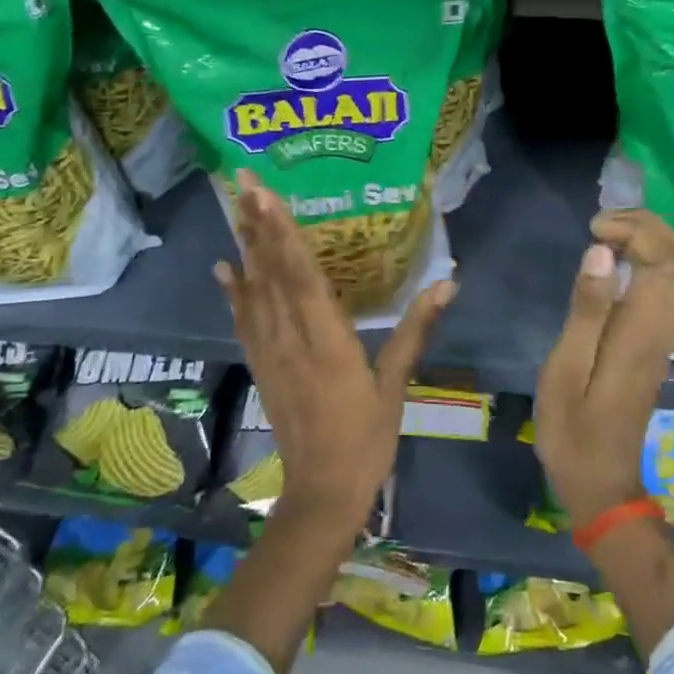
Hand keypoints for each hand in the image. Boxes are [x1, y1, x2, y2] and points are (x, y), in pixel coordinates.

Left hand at [213, 170, 455, 535]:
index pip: (301, 275)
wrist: (321, 493)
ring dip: (245, 246)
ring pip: (253, 290)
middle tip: (242, 180)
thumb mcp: (397, 384)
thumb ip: (416, 330)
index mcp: (327, 340)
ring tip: (235, 206)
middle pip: (270, 272)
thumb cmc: (366, 438)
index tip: (265, 196)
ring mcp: (270, 352)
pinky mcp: (261, 365)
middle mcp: (291, 338)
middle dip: (256, 224)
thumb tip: (448, 282)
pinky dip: (234, 291)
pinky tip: (225, 268)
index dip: (282, 233)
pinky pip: (244, 320)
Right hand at [532, 210, 673, 530]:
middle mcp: (663, 329)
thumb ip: (586, 310)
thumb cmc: (573, 429)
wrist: (602, 483)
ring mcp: (665, 338)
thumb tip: (602, 253)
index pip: (662, 259)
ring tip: (610, 234)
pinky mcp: (658, 346)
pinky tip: (621, 262)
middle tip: (603, 222)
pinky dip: (654, 261)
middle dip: (648, 226)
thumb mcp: (566, 369)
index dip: (636, 230)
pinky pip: (672, 289)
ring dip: (654, 241)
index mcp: (640, 331)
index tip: (595, 228)